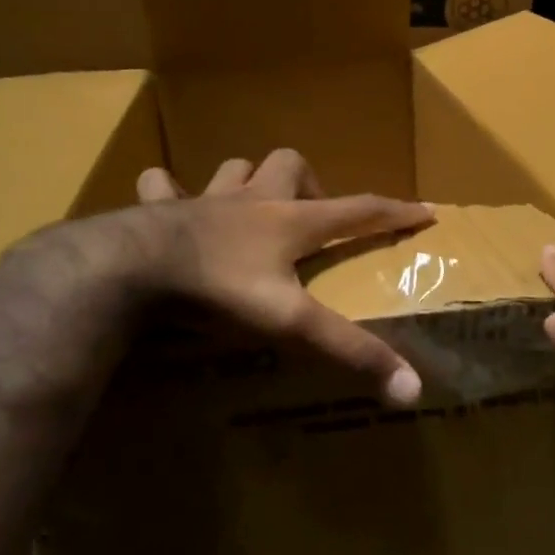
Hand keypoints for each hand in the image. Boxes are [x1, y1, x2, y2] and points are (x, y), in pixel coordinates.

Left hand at [125, 149, 432, 402]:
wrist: (128, 269)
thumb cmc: (219, 290)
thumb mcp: (290, 323)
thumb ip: (348, 352)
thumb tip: (412, 389)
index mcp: (290, 222)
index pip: (358, 210)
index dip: (395, 210)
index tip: (425, 210)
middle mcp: (252, 200)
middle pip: (290, 164)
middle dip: (309, 183)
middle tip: (310, 217)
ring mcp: (203, 200)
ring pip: (234, 168)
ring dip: (247, 179)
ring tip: (250, 204)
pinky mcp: (157, 210)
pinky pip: (162, 186)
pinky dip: (168, 193)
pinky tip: (167, 206)